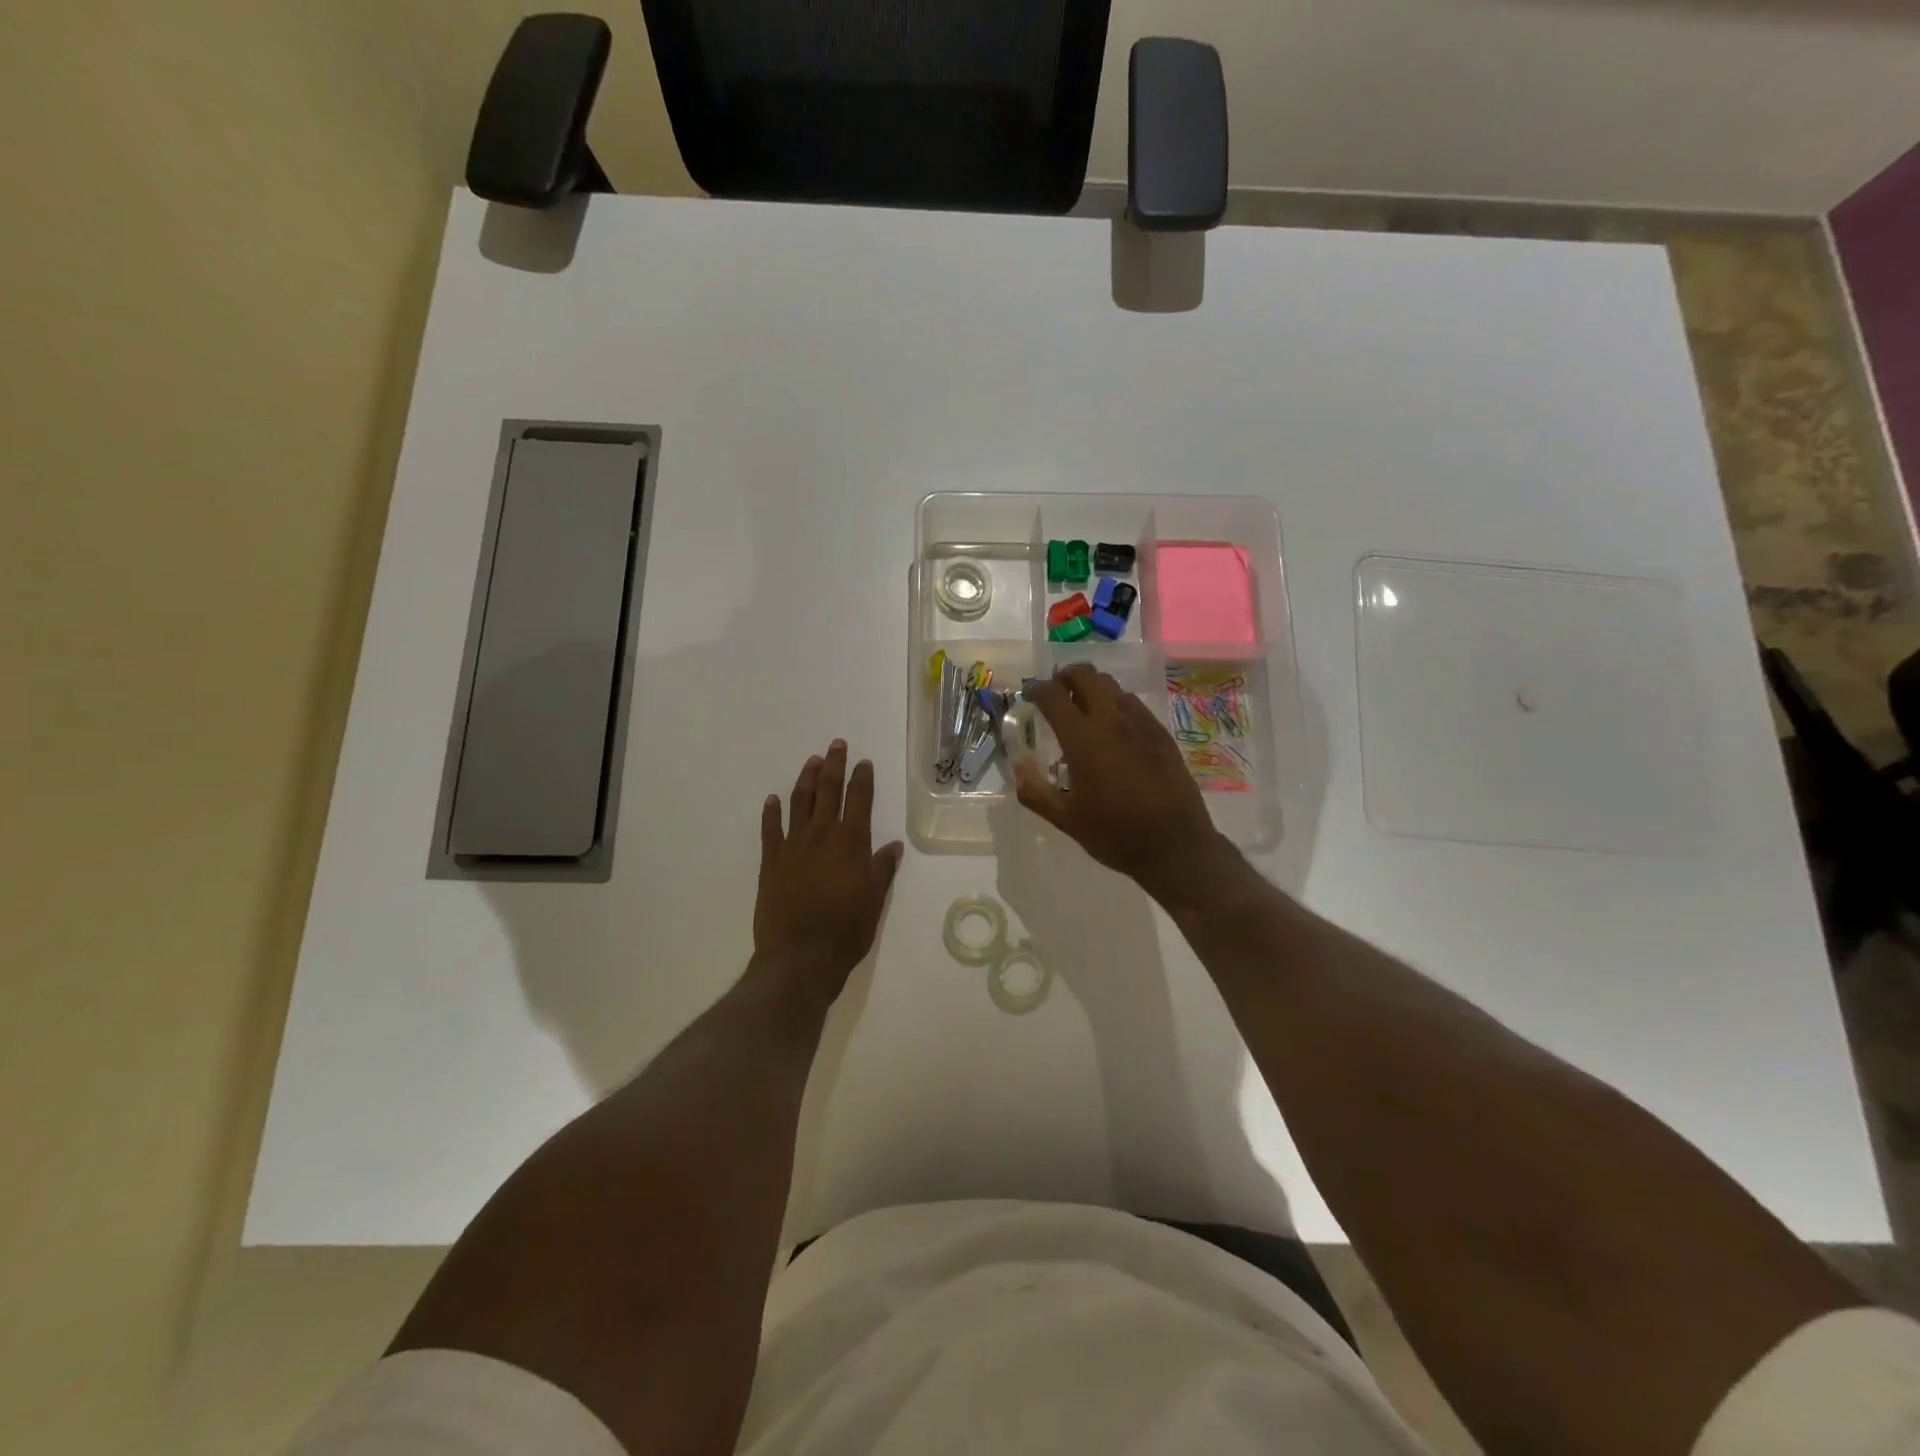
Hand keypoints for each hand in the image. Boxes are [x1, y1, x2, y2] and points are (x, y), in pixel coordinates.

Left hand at [753, 740, 902, 1007]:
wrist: (799, 957)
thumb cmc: (846, 931)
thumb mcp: (875, 901)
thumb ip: (882, 869)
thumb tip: (893, 845)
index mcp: (851, 842)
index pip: (859, 800)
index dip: (862, 778)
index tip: (863, 762)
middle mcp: (822, 835)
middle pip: (828, 791)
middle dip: (833, 765)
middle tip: (835, 745)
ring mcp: (793, 845)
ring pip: (800, 802)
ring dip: (806, 779)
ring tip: (811, 761)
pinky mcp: (771, 861)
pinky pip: (770, 828)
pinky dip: (772, 811)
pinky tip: (773, 799)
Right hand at [1015, 666, 1230, 905]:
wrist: (1176, 846)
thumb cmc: (1116, 834)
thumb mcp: (1066, 819)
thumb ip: (1034, 791)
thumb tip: (1018, 766)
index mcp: (1084, 739)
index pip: (1053, 696)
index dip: (1036, 689)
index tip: (1028, 695)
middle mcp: (1112, 720)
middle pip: (1086, 675)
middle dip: (1066, 677)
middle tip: (1056, 694)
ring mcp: (1141, 723)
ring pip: (1112, 686)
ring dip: (1092, 688)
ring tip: (1082, 710)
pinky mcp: (1161, 733)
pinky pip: (1133, 704)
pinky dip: (1114, 704)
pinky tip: (1112, 730)